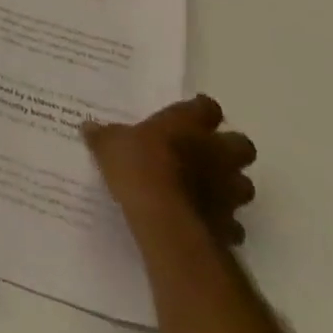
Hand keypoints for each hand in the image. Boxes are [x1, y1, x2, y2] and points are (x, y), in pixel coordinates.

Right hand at [84, 95, 257, 244]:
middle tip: (207, 153)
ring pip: (244, 185)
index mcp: (188, 124)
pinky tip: (205, 222)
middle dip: (230, 149)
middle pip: (242, 145)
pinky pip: (233, 223)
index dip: (201, 111)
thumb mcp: (109, 144)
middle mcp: (215, 153)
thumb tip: (88, 127)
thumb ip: (104, 136)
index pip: (207, 107)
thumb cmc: (138, 167)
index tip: (191, 114)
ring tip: (208, 190)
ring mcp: (228, 190)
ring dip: (230, 186)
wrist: (164, 219)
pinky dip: (223, 222)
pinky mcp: (229, 225)